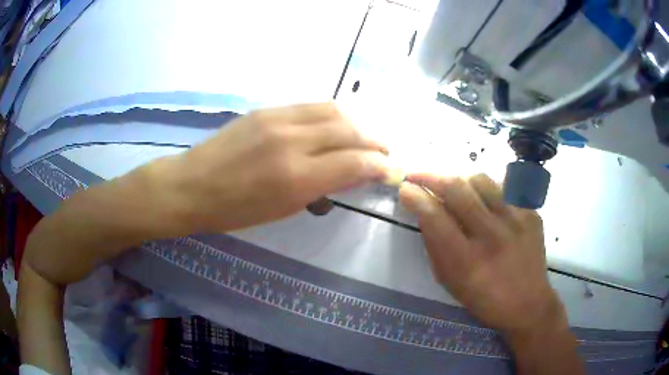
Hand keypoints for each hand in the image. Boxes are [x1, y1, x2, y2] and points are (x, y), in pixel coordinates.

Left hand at [162, 102, 391, 232]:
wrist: (192, 186)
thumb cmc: (234, 210)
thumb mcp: (283, 209)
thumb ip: (322, 187)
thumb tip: (353, 174)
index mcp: (295, 177)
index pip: (354, 163)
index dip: (378, 166)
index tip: (390, 170)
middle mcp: (292, 141)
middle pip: (350, 130)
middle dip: (374, 141)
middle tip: (384, 151)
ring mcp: (278, 119)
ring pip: (333, 110)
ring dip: (357, 123)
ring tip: (365, 136)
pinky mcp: (267, 109)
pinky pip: (311, 106)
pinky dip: (333, 114)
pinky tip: (337, 124)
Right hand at [399, 173, 565, 337]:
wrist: (527, 303)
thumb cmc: (483, 298)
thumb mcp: (450, 281)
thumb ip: (435, 245)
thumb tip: (424, 210)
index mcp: (466, 260)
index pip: (434, 215)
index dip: (415, 197)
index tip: (405, 188)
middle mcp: (492, 235)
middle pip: (456, 189)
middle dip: (430, 176)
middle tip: (419, 175)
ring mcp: (515, 221)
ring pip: (481, 180)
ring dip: (460, 180)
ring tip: (455, 188)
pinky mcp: (531, 214)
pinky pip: (504, 188)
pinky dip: (488, 189)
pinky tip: (485, 201)